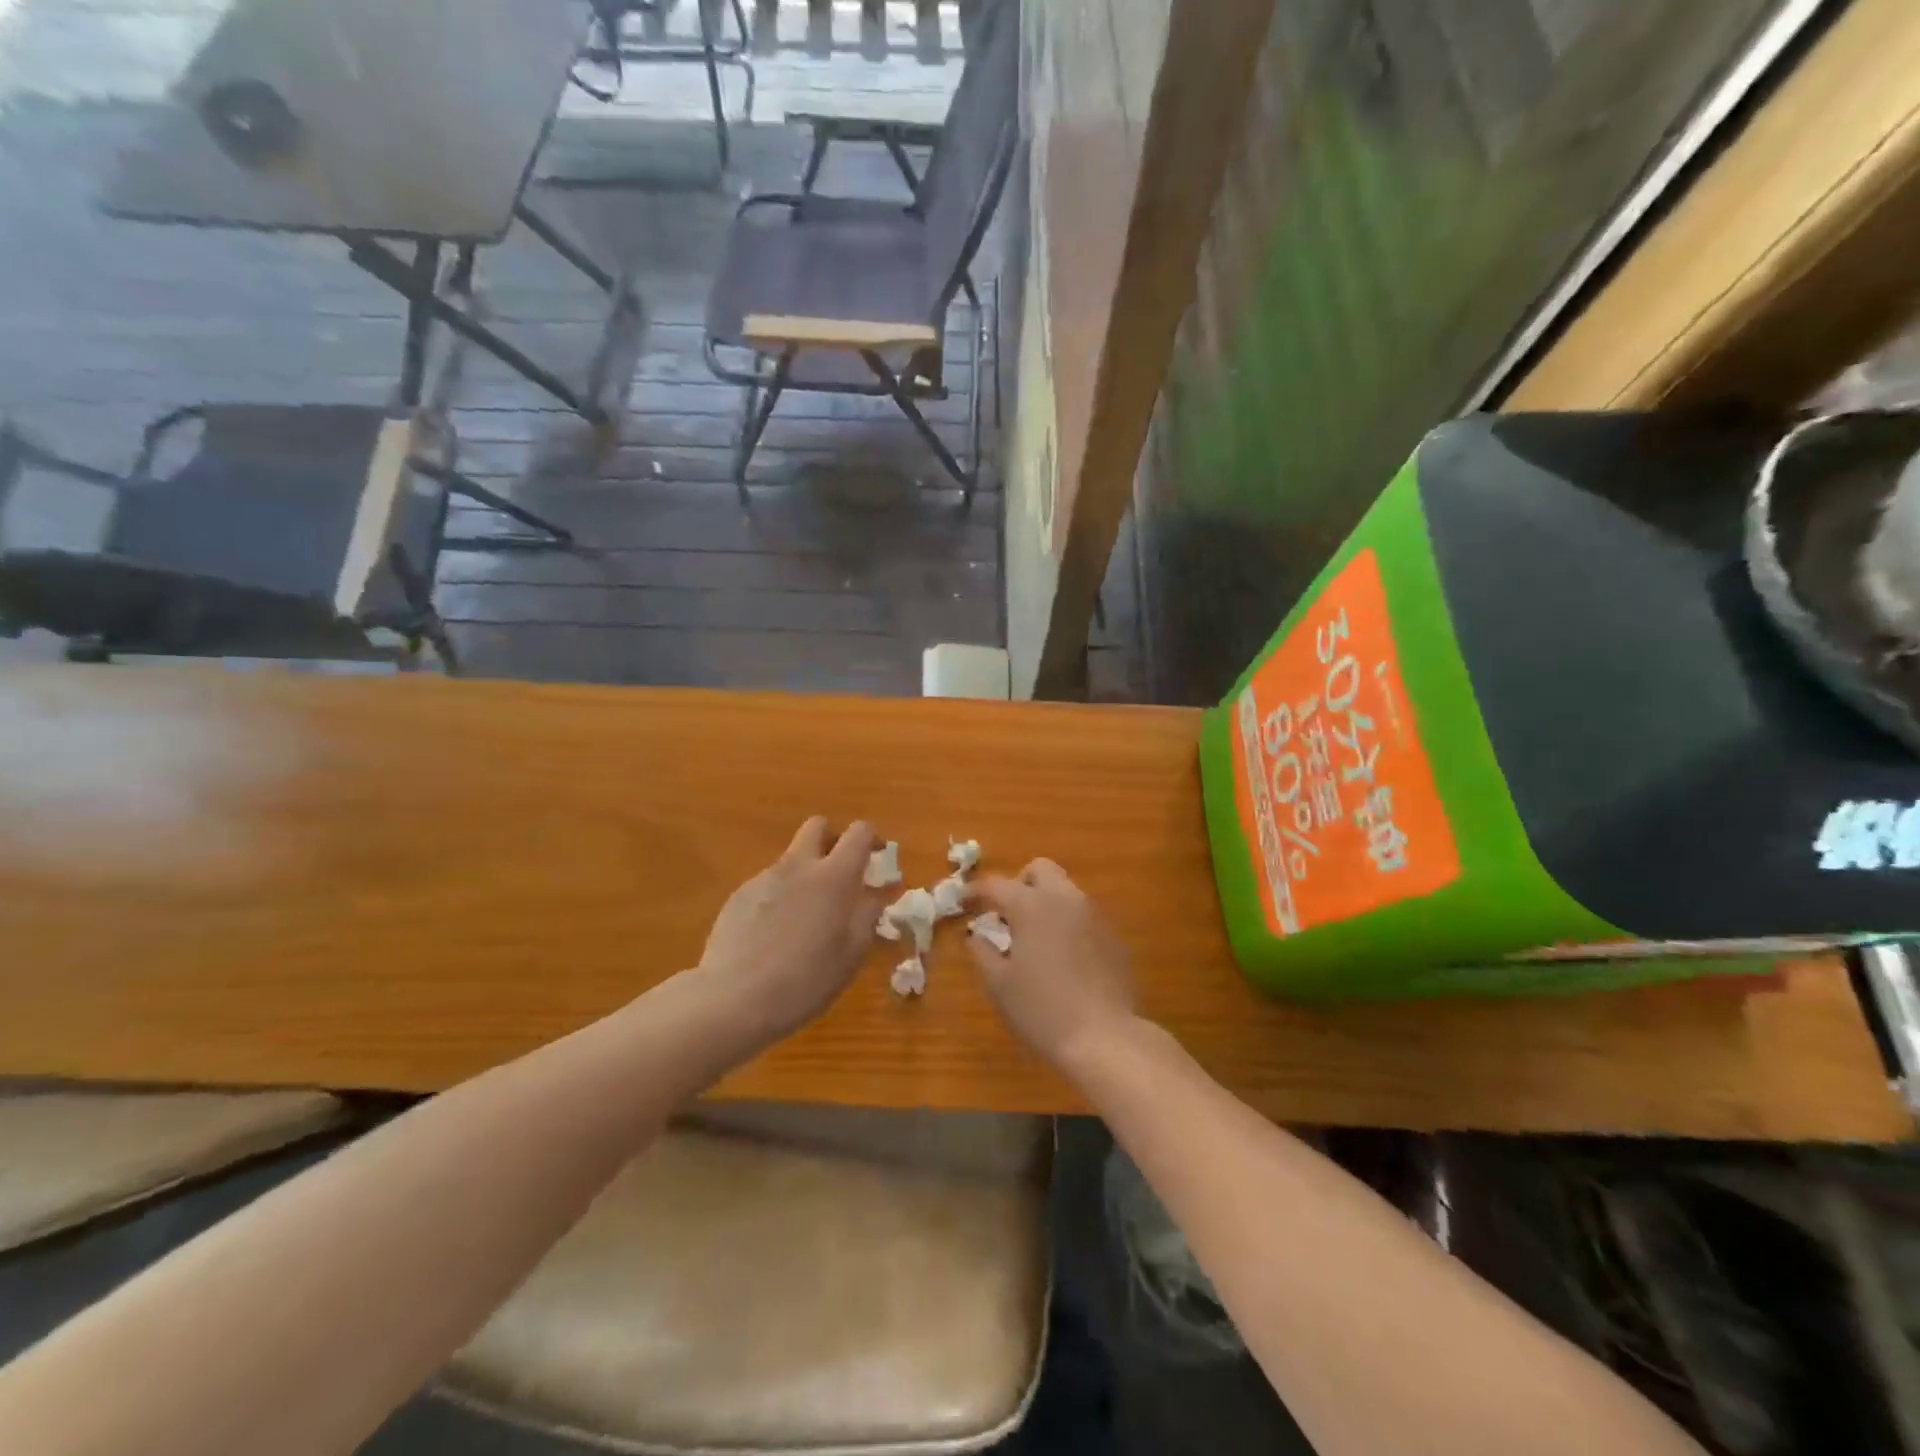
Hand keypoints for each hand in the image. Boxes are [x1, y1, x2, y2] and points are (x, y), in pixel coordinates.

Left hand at [696, 817, 878, 1044]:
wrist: (734, 999)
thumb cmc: (806, 979)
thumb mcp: (851, 954)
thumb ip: (867, 917)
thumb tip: (876, 896)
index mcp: (833, 877)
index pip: (859, 832)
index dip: (871, 839)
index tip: (876, 858)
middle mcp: (798, 866)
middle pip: (818, 826)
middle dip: (833, 840)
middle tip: (840, 873)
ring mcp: (764, 878)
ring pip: (791, 859)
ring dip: (804, 875)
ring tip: (804, 920)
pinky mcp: (738, 896)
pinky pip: (767, 885)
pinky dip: (779, 898)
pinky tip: (773, 937)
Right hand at [966, 859, 1136, 1071]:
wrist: (1105, 1037)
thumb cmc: (1042, 1010)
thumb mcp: (1000, 984)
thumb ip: (982, 952)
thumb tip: (976, 935)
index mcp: (1031, 905)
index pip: (996, 885)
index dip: (974, 891)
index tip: (962, 902)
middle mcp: (1064, 898)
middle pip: (1039, 870)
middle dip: (1019, 884)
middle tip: (1006, 914)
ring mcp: (1094, 914)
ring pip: (1065, 890)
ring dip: (1045, 902)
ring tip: (1033, 937)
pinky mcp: (1113, 935)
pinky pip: (1083, 915)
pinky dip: (1066, 922)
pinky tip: (1062, 956)